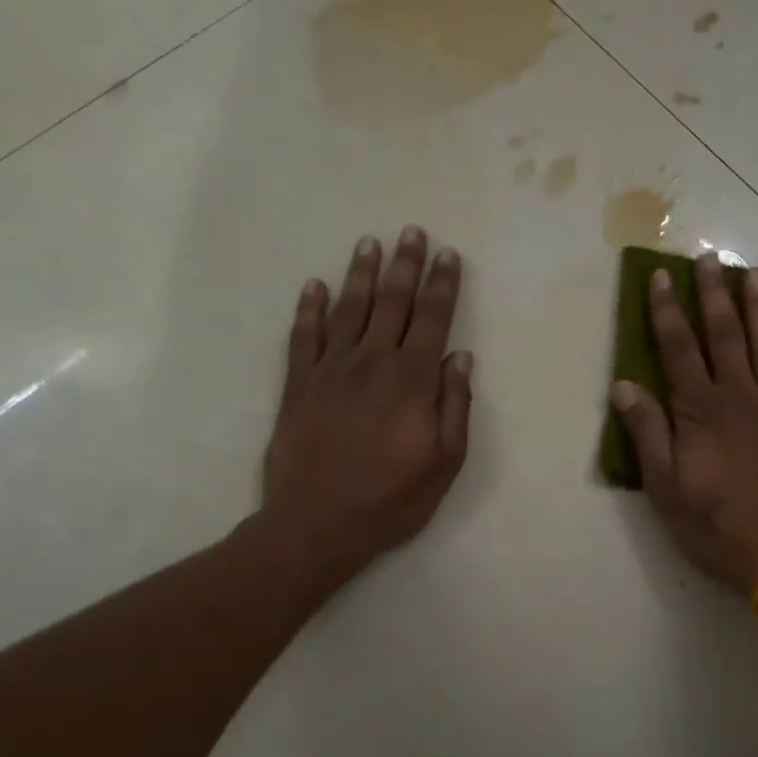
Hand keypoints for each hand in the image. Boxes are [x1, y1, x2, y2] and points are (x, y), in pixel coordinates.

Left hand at [261, 227, 472, 592]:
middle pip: (392, 303)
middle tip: (412, 231)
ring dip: (361, 274)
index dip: (443, 285)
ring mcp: (329, 370)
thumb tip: (460, 358)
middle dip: (406, 265)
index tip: (449, 254)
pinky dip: (308, 309)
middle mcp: (371, 363)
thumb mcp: (444, 463)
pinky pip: (302, 337)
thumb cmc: (391, 499)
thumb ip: (455, 406)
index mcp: (411, 381)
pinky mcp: (297, 385)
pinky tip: (313, 286)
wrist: (316, 525)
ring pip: (348, 310)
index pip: (432, 320)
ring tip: (369, 243)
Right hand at [610, 257, 757, 595]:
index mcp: (701, 411)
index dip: (667, 310)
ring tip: (753, 274)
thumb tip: (623, 385)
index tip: (662, 276)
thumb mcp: (665, 489)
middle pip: (724, 334)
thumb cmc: (717, 527)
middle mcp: (741, 396)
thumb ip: (647, 433)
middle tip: (711, 258)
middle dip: (714, 294)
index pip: (678, 348)